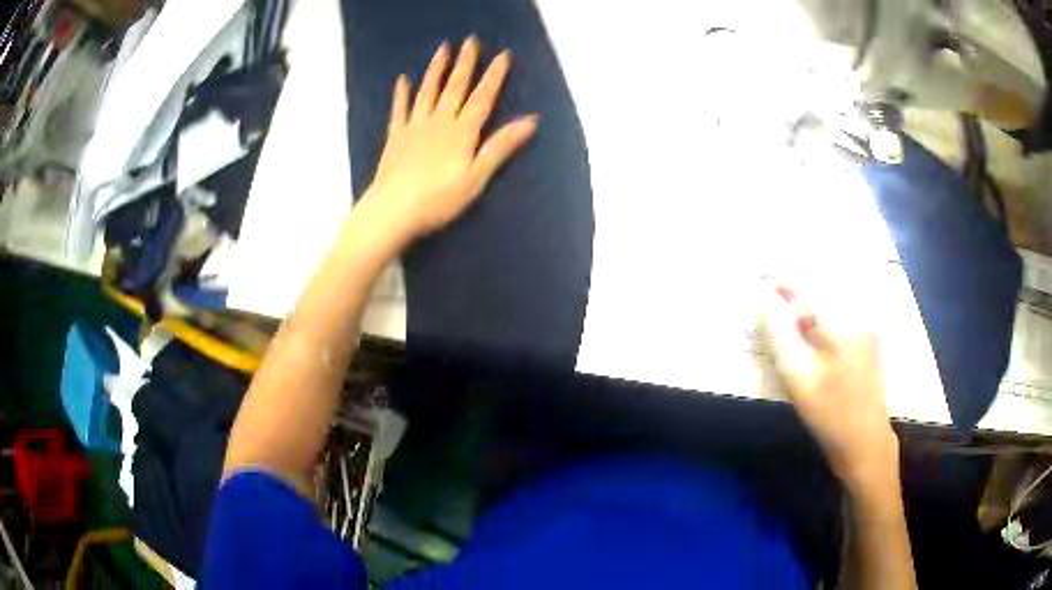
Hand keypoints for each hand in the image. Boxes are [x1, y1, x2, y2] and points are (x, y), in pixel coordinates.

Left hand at [357, 36, 538, 244]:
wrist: (393, 210)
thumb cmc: (438, 199)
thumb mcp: (476, 176)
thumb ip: (500, 146)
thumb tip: (530, 120)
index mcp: (462, 132)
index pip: (482, 97)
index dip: (494, 76)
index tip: (503, 54)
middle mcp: (439, 122)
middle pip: (455, 87)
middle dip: (465, 63)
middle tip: (471, 40)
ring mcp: (415, 127)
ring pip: (428, 91)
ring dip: (436, 69)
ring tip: (443, 49)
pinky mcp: (395, 137)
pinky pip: (399, 109)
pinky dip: (401, 94)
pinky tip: (403, 79)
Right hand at [760, 280, 899, 489]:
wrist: (866, 442)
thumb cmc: (830, 414)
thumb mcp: (797, 379)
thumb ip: (779, 336)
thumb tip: (763, 302)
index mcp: (841, 321)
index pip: (805, 284)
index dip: (779, 275)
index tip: (758, 273)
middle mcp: (859, 313)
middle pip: (821, 284)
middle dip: (794, 283)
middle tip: (770, 293)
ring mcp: (868, 324)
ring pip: (832, 295)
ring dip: (808, 297)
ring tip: (787, 308)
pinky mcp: (869, 336)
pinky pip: (842, 309)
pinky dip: (822, 309)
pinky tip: (811, 326)